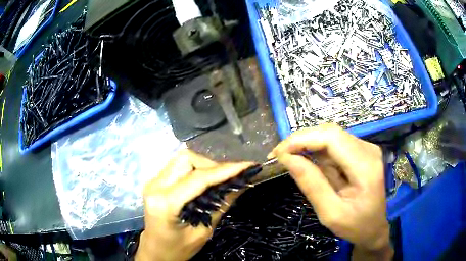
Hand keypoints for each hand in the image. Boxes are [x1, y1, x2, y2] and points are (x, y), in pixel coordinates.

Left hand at [136, 149, 252, 260]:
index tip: (248, 166)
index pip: (198, 179)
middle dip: (213, 165)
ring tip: (219, 179)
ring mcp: (152, 181)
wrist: (155, 251)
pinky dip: (196, 168)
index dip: (225, 170)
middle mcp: (154, 186)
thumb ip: (221, 205)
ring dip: (204, 165)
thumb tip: (243, 184)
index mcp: (164, 203)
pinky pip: (178, 166)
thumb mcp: (203, 232)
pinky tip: (206, 180)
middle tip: (230, 177)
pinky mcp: (155, 181)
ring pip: (182, 159)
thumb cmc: (178, 249)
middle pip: (187, 159)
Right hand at [270, 124, 391, 257]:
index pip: (331, 137)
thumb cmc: (355, 226)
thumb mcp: (330, 213)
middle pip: (330, 132)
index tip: (278, 153)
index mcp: (365, 166)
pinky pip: (335, 144)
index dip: (302, 139)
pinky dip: (317, 151)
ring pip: (331, 136)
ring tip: (290, 160)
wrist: (374, 228)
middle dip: (301, 140)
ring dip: (308, 145)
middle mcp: (368, 150)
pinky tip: (307, 162)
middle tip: (279, 156)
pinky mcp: (361, 152)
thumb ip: (311, 185)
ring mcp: (366, 149)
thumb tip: (287, 158)